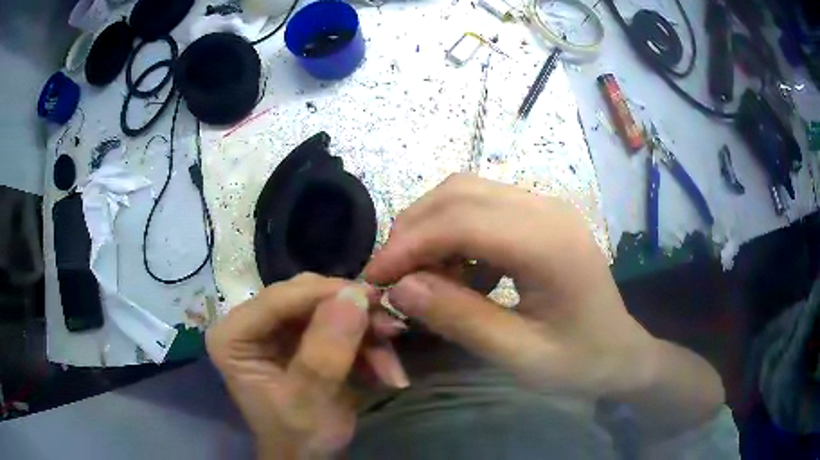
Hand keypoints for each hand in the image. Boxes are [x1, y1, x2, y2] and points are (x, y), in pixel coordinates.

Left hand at [206, 274, 405, 458]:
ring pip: (328, 308)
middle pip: (305, 297)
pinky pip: (339, 325)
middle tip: (390, 331)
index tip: (371, 297)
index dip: (324, 294)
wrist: (310, 457)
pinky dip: (365, 345)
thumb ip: (326, 352)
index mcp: (233, 336)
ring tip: (391, 365)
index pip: (276, 299)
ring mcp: (277, 329)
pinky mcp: (301, 337)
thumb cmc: (299, 436)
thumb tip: (354, 295)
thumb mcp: (310, 400)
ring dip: (364, 334)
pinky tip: (383, 370)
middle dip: (350, 316)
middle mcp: (250, 323)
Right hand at [366, 174, 659, 396]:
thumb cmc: (580, 362)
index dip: (408, 246)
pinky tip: (458, 271)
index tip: (374, 278)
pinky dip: (455, 231)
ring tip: (421, 275)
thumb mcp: (520, 355)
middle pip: (459, 193)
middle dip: (413, 230)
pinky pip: (483, 207)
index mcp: (549, 243)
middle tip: (391, 276)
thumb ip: (460, 319)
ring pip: (467, 193)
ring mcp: (546, 208)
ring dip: (431, 227)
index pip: (461, 221)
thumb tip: (400, 288)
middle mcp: (547, 209)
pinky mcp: (541, 217)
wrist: (622, 352)